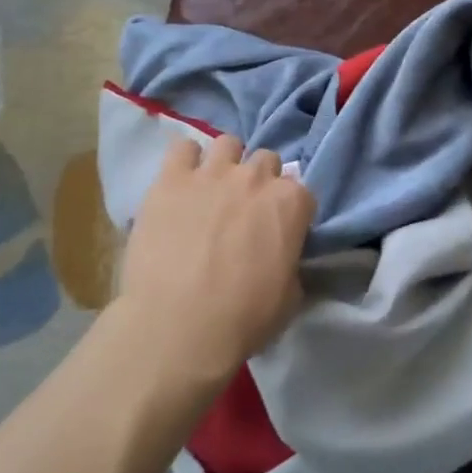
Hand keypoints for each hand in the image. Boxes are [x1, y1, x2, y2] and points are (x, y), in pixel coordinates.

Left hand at [119, 134, 314, 385]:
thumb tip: (282, 256)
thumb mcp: (290, 297)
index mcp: (291, 203)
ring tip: (211, 192)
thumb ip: (291, 262)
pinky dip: (185, 162)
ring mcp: (212, 173)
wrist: (177, 328)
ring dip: (225, 164)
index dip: (289, 211)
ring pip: (228, 144)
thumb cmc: (242, 320)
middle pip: (265, 160)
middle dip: (259, 182)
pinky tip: (180, 185)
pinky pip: (182, 149)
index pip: (300, 191)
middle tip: (243, 212)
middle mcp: (255, 177)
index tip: (277, 231)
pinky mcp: (171, 179)